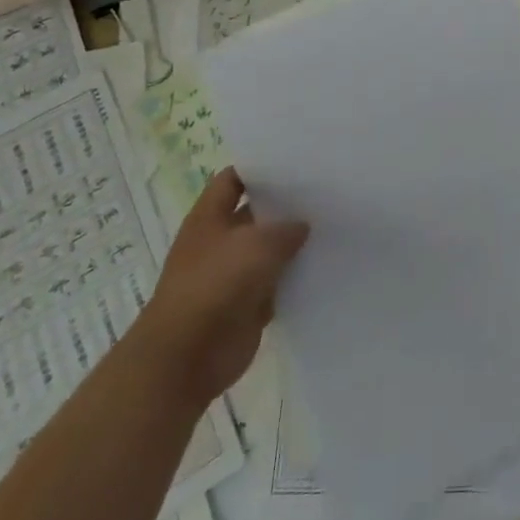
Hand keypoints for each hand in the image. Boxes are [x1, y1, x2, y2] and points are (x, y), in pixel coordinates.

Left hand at [132, 169, 307, 410]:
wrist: (186, 358)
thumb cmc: (215, 286)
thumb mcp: (258, 244)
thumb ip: (286, 229)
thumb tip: (302, 226)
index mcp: (209, 217)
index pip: (233, 179)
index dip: (259, 168)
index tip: (295, 161)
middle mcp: (219, 242)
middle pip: (255, 214)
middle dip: (285, 205)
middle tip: (325, 191)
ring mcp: (231, 275)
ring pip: (268, 250)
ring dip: (293, 244)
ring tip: (333, 225)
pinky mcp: (246, 305)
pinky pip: (276, 284)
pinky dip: (294, 278)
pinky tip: (324, 265)